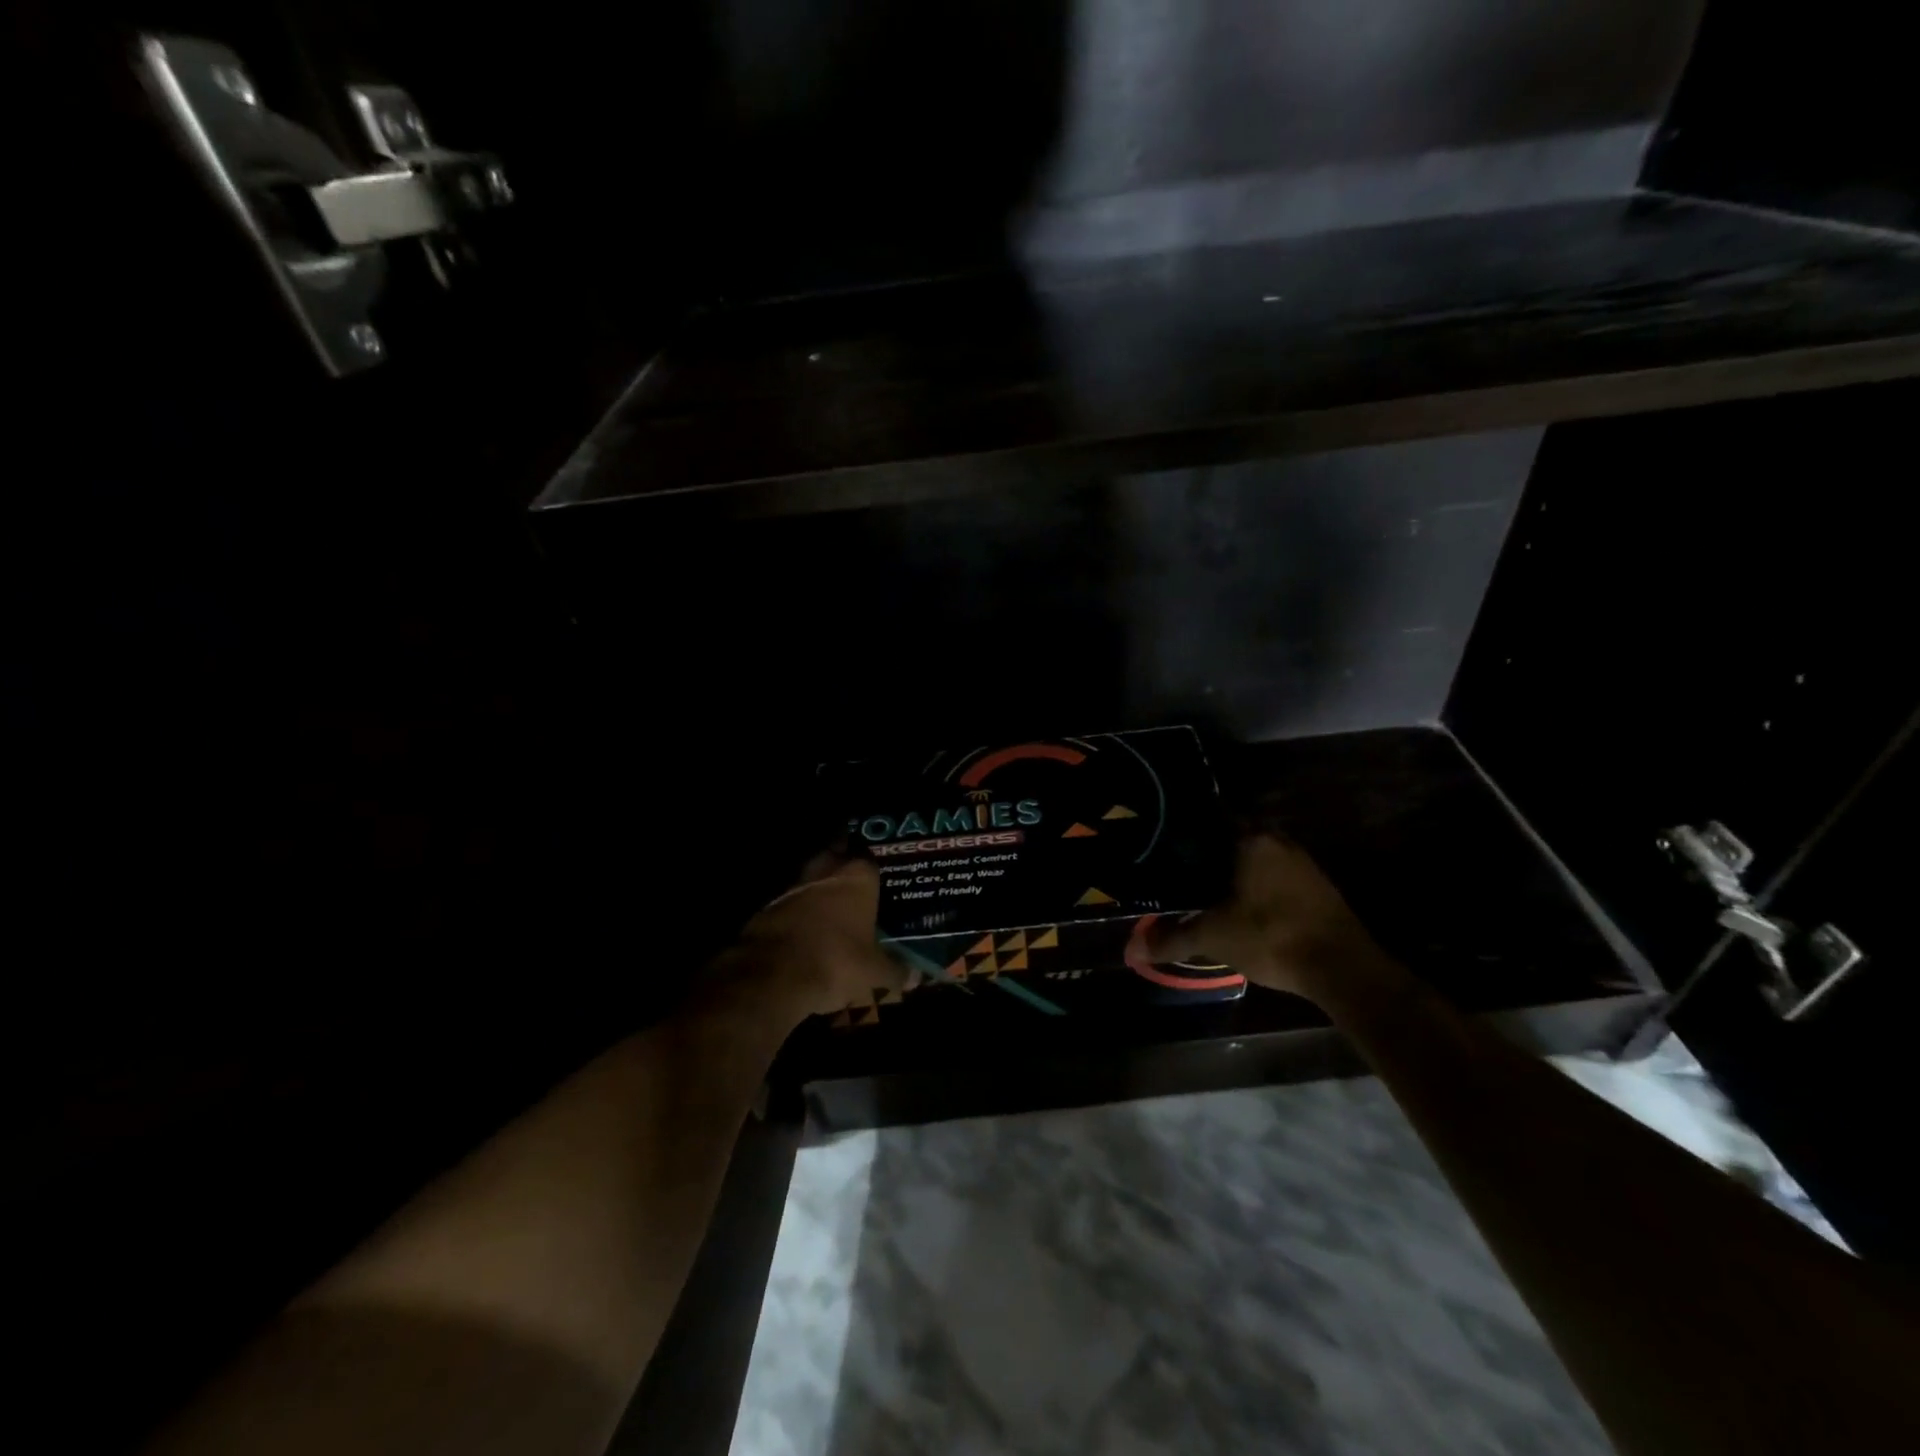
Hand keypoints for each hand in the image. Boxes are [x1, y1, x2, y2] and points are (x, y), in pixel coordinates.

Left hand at [725, 853, 906, 1023]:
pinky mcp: (768, 908)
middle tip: (857, 885)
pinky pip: (791, 904)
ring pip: (811, 880)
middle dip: (843, 867)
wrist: (773, 975)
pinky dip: (800, 914)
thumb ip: (897, 970)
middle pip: (835, 857)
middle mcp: (825, 872)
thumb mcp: (875, 973)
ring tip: (833, 911)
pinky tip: (808, 933)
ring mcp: (793, 888)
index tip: (883, 876)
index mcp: (857, 877)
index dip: (877, 867)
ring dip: (819, 891)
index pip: (871, 857)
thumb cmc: (836, 961)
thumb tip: (917, 977)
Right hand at [1145, 833, 1390, 1000]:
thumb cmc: (1271, 936)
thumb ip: (1172, 938)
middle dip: (1212, 849)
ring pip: (1259, 856)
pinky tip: (1242, 904)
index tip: (1169, 837)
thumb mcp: (1213, 937)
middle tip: (1183, 864)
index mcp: (1251, 839)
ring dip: (1237, 867)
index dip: (1190, 826)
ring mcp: (1303, 864)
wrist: (1342, 968)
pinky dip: (1258, 884)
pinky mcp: (1319, 888)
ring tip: (1207, 885)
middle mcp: (1279, 841)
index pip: (1214, 816)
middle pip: (1236, 835)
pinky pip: (1277, 875)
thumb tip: (1131, 949)